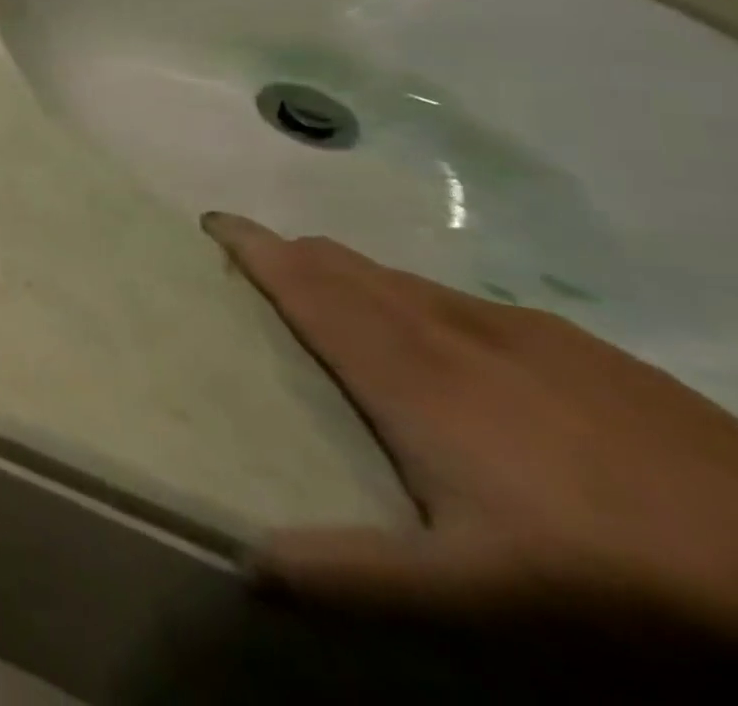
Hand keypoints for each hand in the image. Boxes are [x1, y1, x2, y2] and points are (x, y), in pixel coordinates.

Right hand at [205, 212, 737, 642]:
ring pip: (400, 278)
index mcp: (405, 369)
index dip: (253, 246)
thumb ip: (351, 573)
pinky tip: (446, 344)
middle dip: (289, 253)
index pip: (305, 283)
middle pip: (344, 265)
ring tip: (331, 298)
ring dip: (349, 275)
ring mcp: (517, 330)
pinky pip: (459, 299)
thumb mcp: (474, 596)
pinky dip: (415, 299)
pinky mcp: (577, 345)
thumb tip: (244, 564)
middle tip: (253, 267)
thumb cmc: (609, 575)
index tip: (209, 221)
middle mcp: (445, 327)